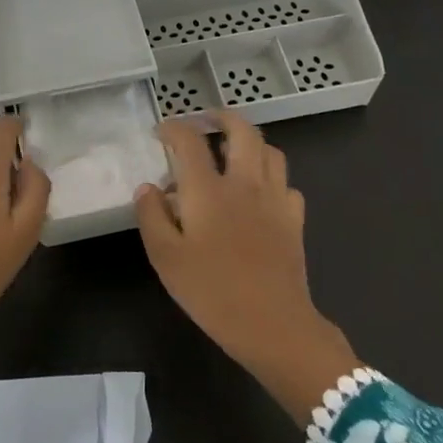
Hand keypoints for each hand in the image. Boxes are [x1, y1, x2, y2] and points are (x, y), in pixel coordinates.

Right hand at [135, 111, 360, 419]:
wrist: (274, 326)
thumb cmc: (212, 292)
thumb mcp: (165, 258)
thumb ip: (151, 216)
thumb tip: (148, 188)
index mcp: (208, 189)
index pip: (189, 141)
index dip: (173, 128)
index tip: (161, 131)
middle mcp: (244, 183)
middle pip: (242, 131)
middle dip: (222, 117)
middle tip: (206, 120)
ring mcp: (274, 199)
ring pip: (270, 151)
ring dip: (250, 141)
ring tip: (233, 149)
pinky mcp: (294, 220)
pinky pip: (286, 183)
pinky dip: (271, 176)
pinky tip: (259, 191)